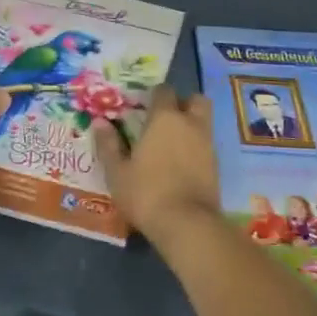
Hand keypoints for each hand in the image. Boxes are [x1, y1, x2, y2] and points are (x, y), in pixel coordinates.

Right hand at [94, 86, 222, 249]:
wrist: (188, 224)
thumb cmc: (146, 192)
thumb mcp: (117, 172)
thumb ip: (108, 145)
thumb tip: (99, 123)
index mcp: (165, 118)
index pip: (164, 91)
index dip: (154, 95)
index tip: (143, 106)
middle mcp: (190, 124)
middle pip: (194, 100)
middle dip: (182, 103)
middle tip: (165, 118)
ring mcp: (207, 144)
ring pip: (203, 121)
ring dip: (191, 125)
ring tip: (171, 143)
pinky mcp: (216, 165)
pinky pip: (206, 144)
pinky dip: (196, 147)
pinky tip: (180, 163)